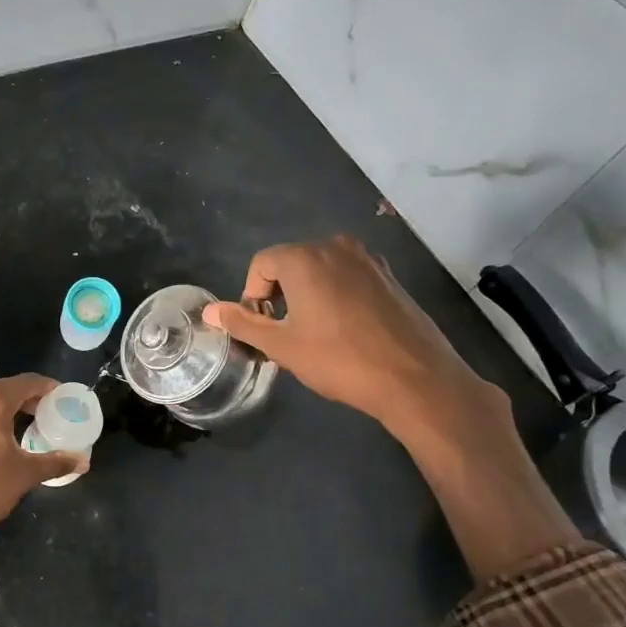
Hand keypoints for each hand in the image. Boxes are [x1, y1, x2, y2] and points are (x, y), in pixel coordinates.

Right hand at [205, 235, 501, 443]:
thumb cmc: (339, 360)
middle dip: (278, 294)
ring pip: (320, 270)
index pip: (261, 264)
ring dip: (306, 295)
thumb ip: (242, 324)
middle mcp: (336, 247)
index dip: (252, 296)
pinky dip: (334, 295)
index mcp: (305, 258)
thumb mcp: (282, 346)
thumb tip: (210, 311)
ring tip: (311, 333)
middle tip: (282, 333)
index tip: (261, 328)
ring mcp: (368, 260)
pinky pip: (347, 277)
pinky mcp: (389, 277)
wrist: (415, 379)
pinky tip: (342, 331)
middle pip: (291, 263)